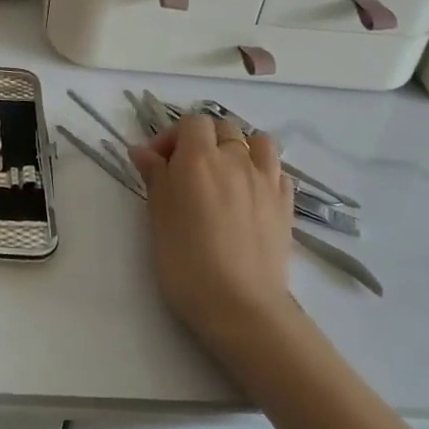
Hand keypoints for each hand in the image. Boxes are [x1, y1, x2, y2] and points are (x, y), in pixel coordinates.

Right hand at [131, 113, 294, 351]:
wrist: (239, 305)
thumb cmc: (186, 261)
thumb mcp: (158, 216)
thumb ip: (155, 176)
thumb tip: (143, 150)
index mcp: (199, 158)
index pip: (191, 123)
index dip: (172, 136)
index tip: (157, 163)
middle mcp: (235, 159)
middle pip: (223, 127)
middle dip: (203, 139)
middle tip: (186, 170)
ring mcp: (266, 180)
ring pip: (258, 142)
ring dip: (240, 147)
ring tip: (225, 173)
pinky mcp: (285, 204)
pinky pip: (276, 170)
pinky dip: (263, 170)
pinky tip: (251, 192)